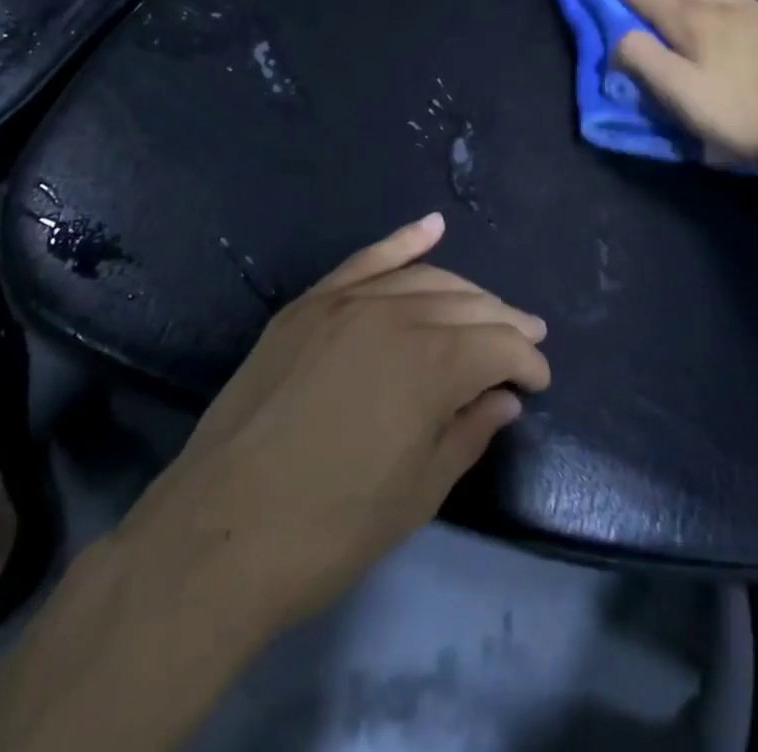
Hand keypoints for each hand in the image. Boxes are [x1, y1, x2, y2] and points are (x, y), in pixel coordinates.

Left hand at [121, 213, 549, 633]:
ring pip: (423, 280)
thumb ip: (469, 432)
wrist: (219, 532)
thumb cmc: (331, 527)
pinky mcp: (308, 305)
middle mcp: (394, 315)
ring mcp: (345, 302)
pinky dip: (402, 241)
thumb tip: (504, 398)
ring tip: (491, 308)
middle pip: (467, 305)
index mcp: (431, 363)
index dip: (527, 363)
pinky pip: (365, 260)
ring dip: (465, 292)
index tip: (538, 383)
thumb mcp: (418, 493)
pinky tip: (433, 226)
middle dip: (505, 323)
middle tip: (528, 340)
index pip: (499, 346)